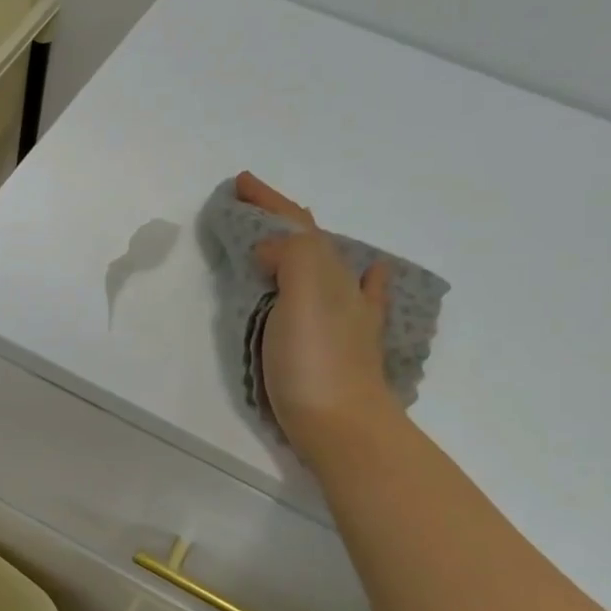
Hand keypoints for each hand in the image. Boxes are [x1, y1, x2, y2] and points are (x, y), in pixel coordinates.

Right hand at [235, 172, 397, 451]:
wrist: (343, 427)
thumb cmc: (315, 362)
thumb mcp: (304, 295)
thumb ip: (291, 257)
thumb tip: (270, 252)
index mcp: (325, 272)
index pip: (295, 225)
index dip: (268, 201)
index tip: (239, 183)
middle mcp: (341, 288)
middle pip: (309, 240)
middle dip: (280, 218)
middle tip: (248, 206)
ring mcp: (347, 318)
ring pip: (323, 266)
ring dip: (301, 245)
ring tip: (281, 238)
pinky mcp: (345, 348)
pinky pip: (357, 300)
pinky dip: (361, 279)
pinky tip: (371, 273)